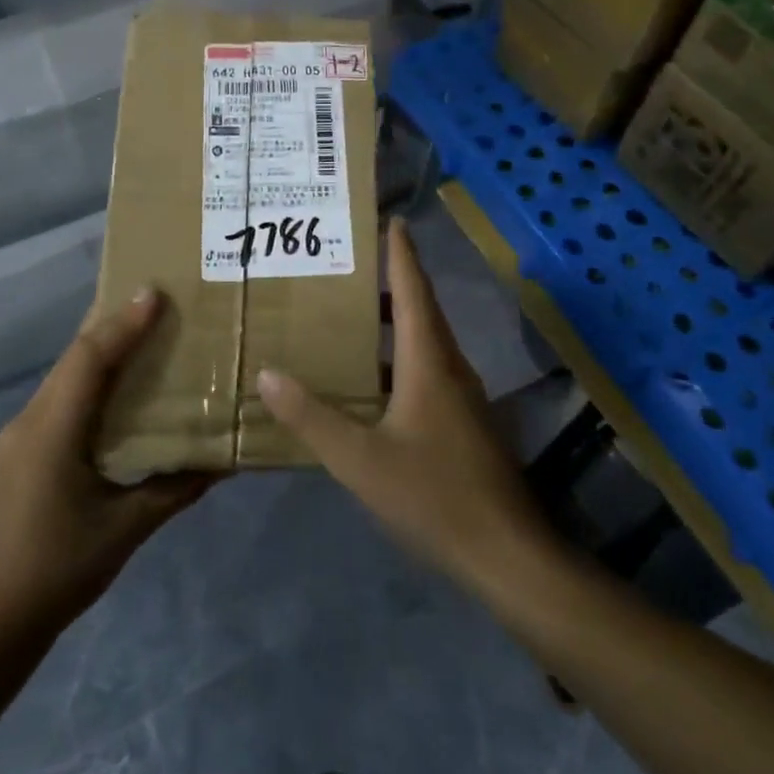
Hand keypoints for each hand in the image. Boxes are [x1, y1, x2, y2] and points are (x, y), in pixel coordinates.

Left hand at [0, 289, 211, 628]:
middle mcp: (31, 420)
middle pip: (75, 357)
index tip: (156, 293)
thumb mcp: (126, 529)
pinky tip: (116, 390)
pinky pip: (60, 398)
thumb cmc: (59, 570)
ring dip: (101, 351)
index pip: (91, 359)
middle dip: (113, 324)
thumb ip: (175, 489)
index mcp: (53, 430)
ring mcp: (20, 435)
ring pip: (65, 375)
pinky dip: (90, 379)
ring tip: (144, 335)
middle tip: (157, 303)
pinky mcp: (21, 452)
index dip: (124, 323)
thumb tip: (223, 462)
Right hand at [257, 220, 550, 591]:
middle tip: (350, 265)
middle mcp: (450, 367)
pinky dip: (399, 357)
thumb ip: (311, 417)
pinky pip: (428, 370)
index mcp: (428, 361)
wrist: (506, 554)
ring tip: (351, 315)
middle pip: (420, 310)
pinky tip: (372, 380)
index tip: (391, 219)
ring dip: (393, 321)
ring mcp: (462, 396)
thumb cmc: (433, 495)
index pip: (412, 290)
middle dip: (391, 282)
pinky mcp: (465, 422)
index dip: (400, 254)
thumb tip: (267, 374)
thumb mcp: (359, 459)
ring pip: (425, 342)